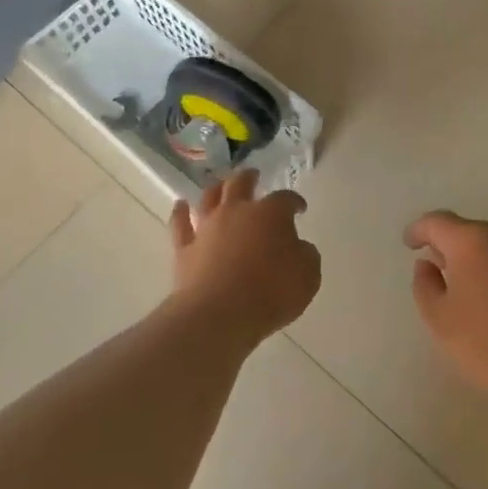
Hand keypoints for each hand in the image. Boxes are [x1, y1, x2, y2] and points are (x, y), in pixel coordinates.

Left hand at [169, 170, 320, 344]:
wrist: (220, 314)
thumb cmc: (270, 293)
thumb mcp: (307, 276)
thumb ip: (305, 255)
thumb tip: (298, 247)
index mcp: (270, 214)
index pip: (285, 199)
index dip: (294, 201)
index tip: (299, 208)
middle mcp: (236, 212)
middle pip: (241, 185)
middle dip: (249, 178)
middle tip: (253, 174)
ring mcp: (207, 227)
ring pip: (209, 198)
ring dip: (216, 189)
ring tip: (219, 185)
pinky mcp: (185, 248)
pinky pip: (180, 224)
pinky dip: (180, 212)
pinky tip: (180, 205)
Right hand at [405, 211, 487, 419]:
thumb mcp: (441, 321)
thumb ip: (425, 286)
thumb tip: (428, 265)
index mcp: (473, 242)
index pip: (437, 222)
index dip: (419, 230)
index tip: (409, 243)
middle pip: (471, 232)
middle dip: (452, 246)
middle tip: (439, 268)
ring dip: (482, 262)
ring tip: (473, 290)